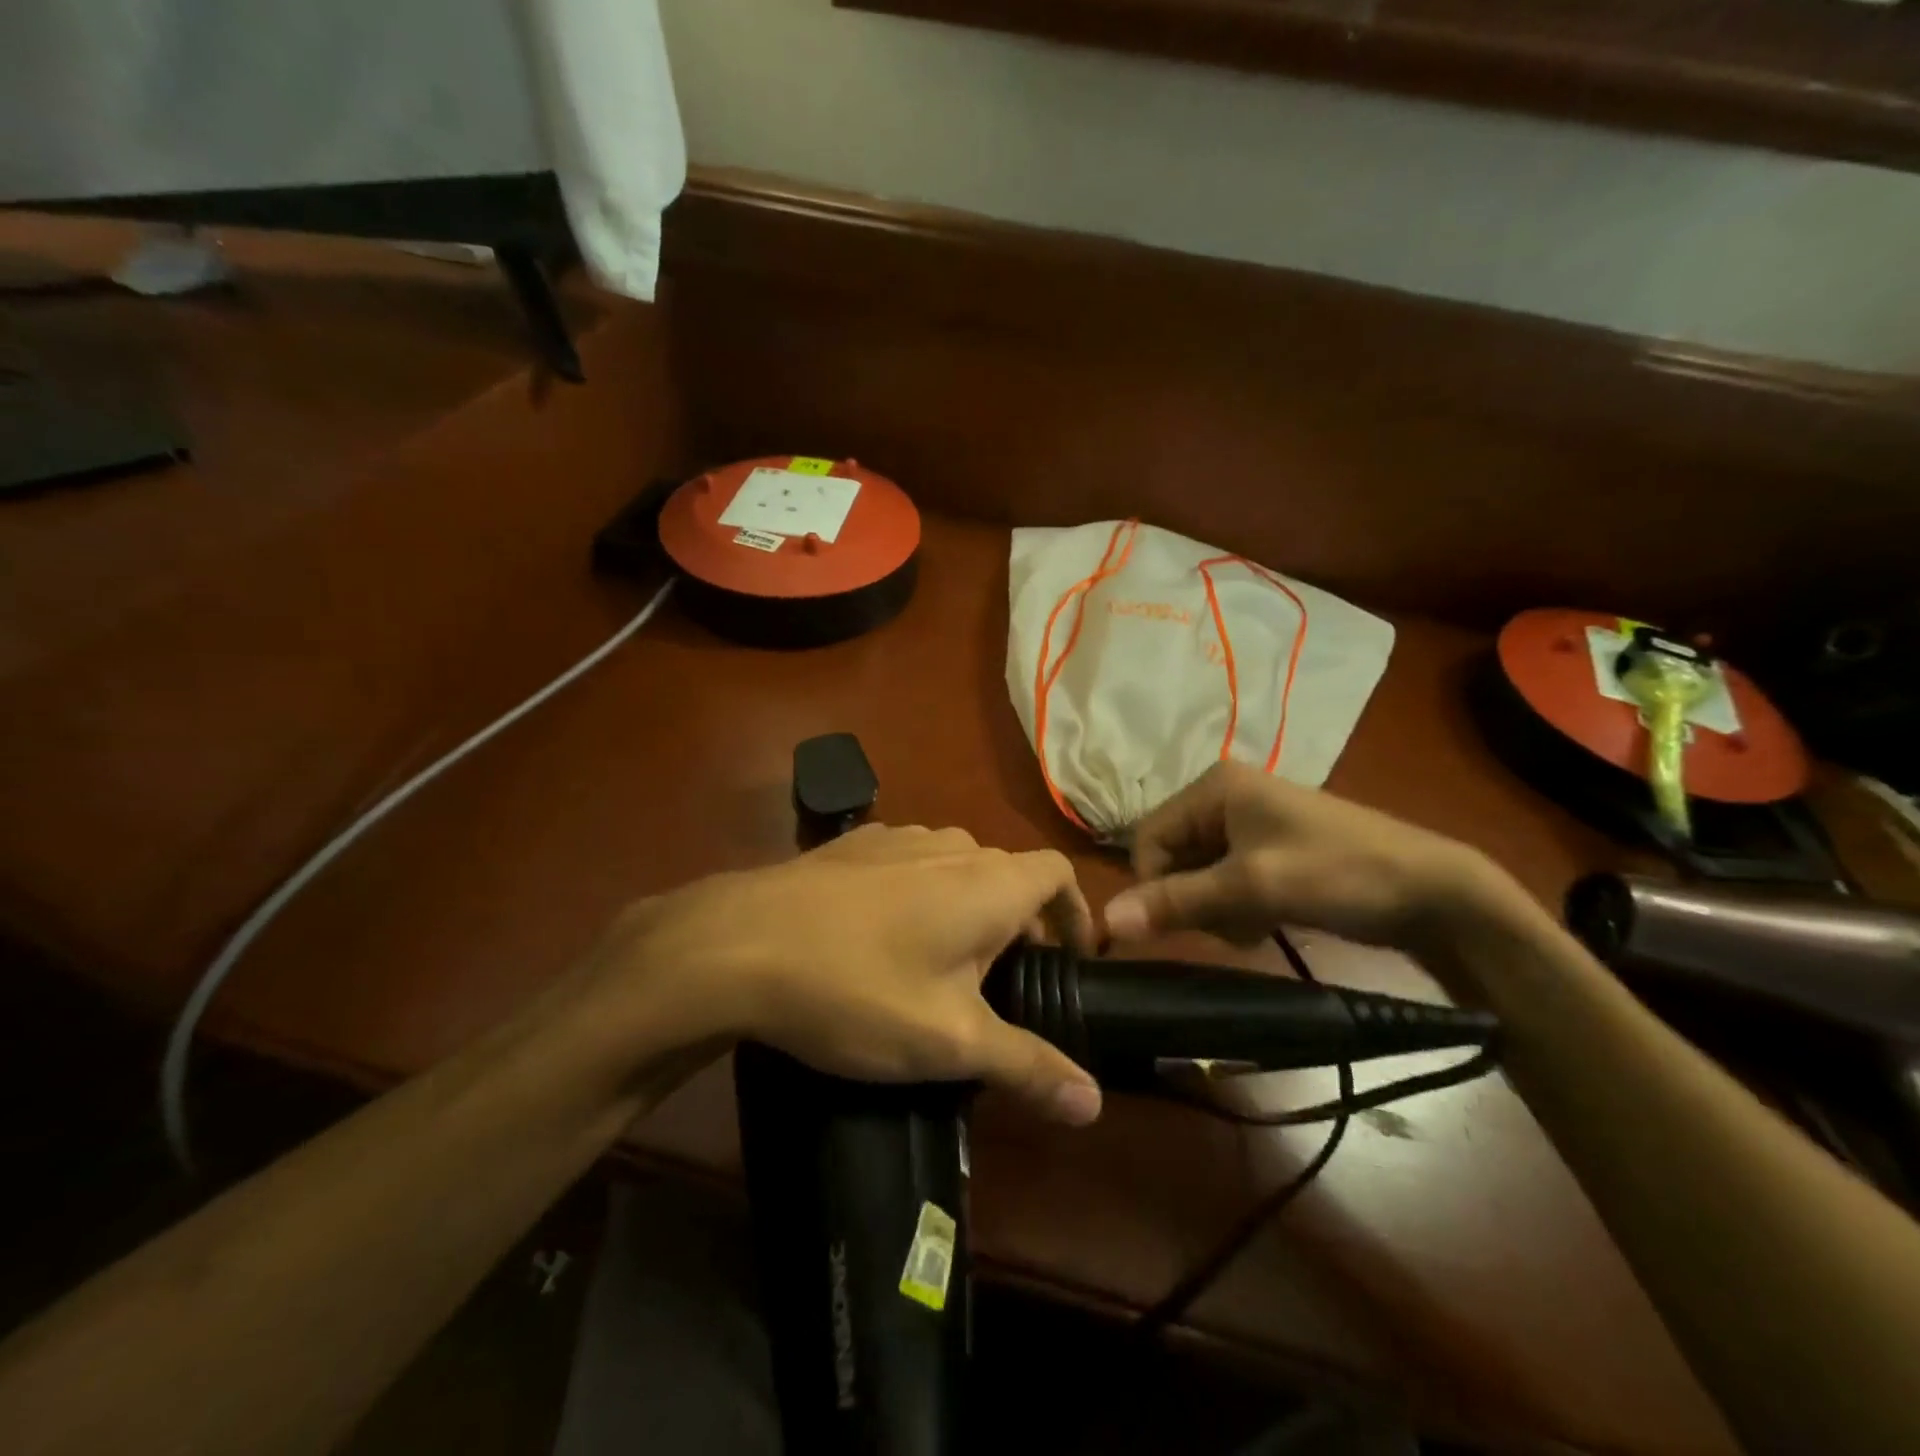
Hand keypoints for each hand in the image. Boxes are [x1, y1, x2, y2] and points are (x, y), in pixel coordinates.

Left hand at [569, 825, 1103, 1125]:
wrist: (737, 944)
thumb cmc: (860, 989)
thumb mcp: (948, 1042)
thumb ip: (1027, 1065)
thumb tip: (1093, 1105)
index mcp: (988, 881)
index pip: (1057, 874)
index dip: (1074, 914)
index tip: (1070, 961)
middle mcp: (950, 844)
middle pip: (1006, 876)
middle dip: (1016, 925)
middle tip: (1000, 987)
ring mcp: (896, 836)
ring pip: (955, 869)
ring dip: (964, 910)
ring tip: (940, 968)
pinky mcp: (851, 845)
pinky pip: (908, 865)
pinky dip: (919, 896)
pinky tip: (880, 940)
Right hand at [1104, 762, 1521, 959]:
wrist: (1434, 892)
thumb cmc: (1338, 874)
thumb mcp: (1252, 887)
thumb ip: (1177, 902)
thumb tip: (1105, 919)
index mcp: (1215, 786)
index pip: (1148, 837)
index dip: (1153, 883)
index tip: (1179, 923)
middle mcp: (1225, 795)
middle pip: (1173, 855)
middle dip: (1194, 898)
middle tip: (1231, 923)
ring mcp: (1250, 822)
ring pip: (1199, 874)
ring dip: (1217, 908)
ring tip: (1255, 924)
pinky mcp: (1270, 849)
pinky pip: (1227, 880)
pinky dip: (1237, 906)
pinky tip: (1266, 922)